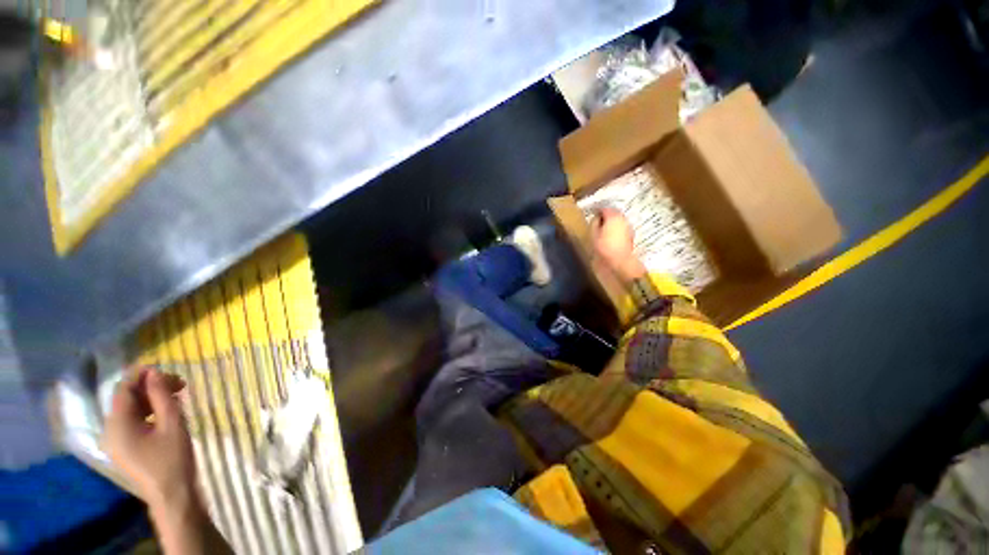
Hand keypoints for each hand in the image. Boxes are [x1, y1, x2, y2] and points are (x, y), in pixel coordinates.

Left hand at [104, 367, 197, 509]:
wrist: (172, 495)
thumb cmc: (173, 458)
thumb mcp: (172, 423)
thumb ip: (162, 396)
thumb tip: (155, 373)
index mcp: (117, 425)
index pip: (123, 389)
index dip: (141, 375)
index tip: (165, 368)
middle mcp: (110, 431)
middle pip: (126, 399)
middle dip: (150, 388)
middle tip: (179, 384)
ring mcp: (115, 441)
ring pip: (130, 411)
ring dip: (151, 400)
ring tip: (176, 397)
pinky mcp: (124, 449)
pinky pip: (132, 422)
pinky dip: (148, 413)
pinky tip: (166, 413)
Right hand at [591, 207, 645, 280]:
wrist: (621, 261)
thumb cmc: (604, 247)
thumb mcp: (593, 234)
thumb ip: (594, 223)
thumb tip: (596, 217)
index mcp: (613, 216)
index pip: (604, 208)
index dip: (597, 210)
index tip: (592, 214)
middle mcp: (623, 218)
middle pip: (613, 212)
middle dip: (606, 215)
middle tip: (597, 221)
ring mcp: (628, 226)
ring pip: (618, 220)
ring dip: (611, 222)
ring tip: (604, 228)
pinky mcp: (631, 234)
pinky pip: (621, 227)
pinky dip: (616, 228)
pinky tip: (611, 235)